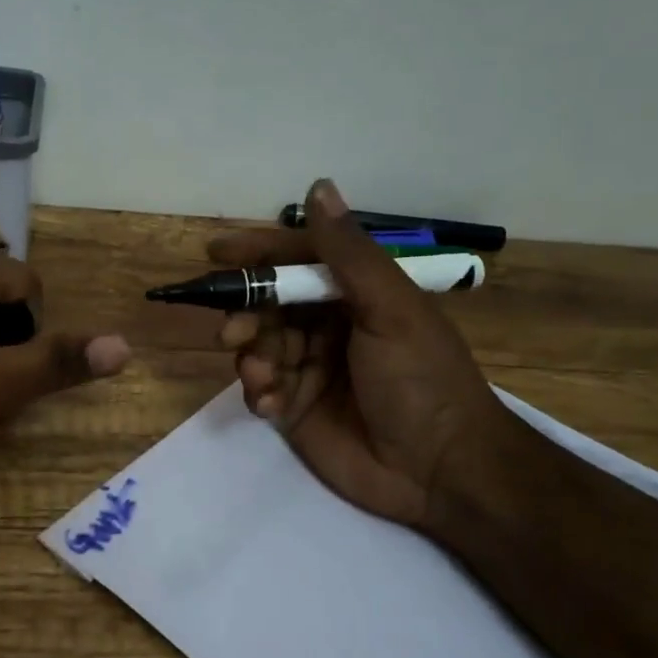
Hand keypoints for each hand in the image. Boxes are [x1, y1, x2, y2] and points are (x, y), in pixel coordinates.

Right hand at [208, 179, 542, 531]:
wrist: (440, 471)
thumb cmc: (422, 379)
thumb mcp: (391, 309)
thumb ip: (348, 253)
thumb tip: (317, 186)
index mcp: (355, 294)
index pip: (297, 259)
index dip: (259, 253)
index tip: (217, 252)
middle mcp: (328, 324)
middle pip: (268, 303)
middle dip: (247, 313)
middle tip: (234, 332)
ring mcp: (310, 366)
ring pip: (258, 344)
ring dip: (251, 355)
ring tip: (261, 375)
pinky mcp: (295, 407)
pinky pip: (260, 386)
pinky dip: (258, 390)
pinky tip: (270, 403)